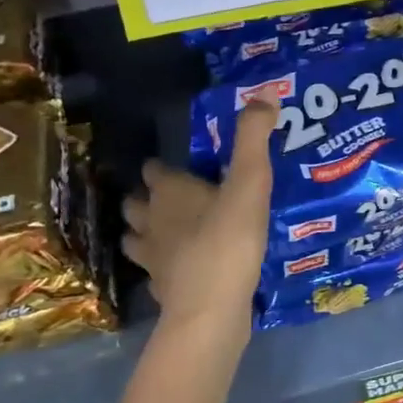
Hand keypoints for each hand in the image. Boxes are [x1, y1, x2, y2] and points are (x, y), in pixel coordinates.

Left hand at [122, 100, 275, 328]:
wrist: (211, 309)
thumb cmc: (228, 239)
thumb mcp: (250, 183)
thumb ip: (254, 139)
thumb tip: (265, 93)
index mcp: (169, 193)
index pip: (154, 171)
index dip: (162, 168)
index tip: (178, 167)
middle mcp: (152, 222)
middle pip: (137, 205)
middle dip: (147, 200)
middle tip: (173, 199)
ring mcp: (153, 260)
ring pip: (137, 240)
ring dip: (147, 234)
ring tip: (170, 234)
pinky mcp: (163, 291)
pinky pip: (156, 275)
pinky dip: (164, 270)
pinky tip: (182, 271)